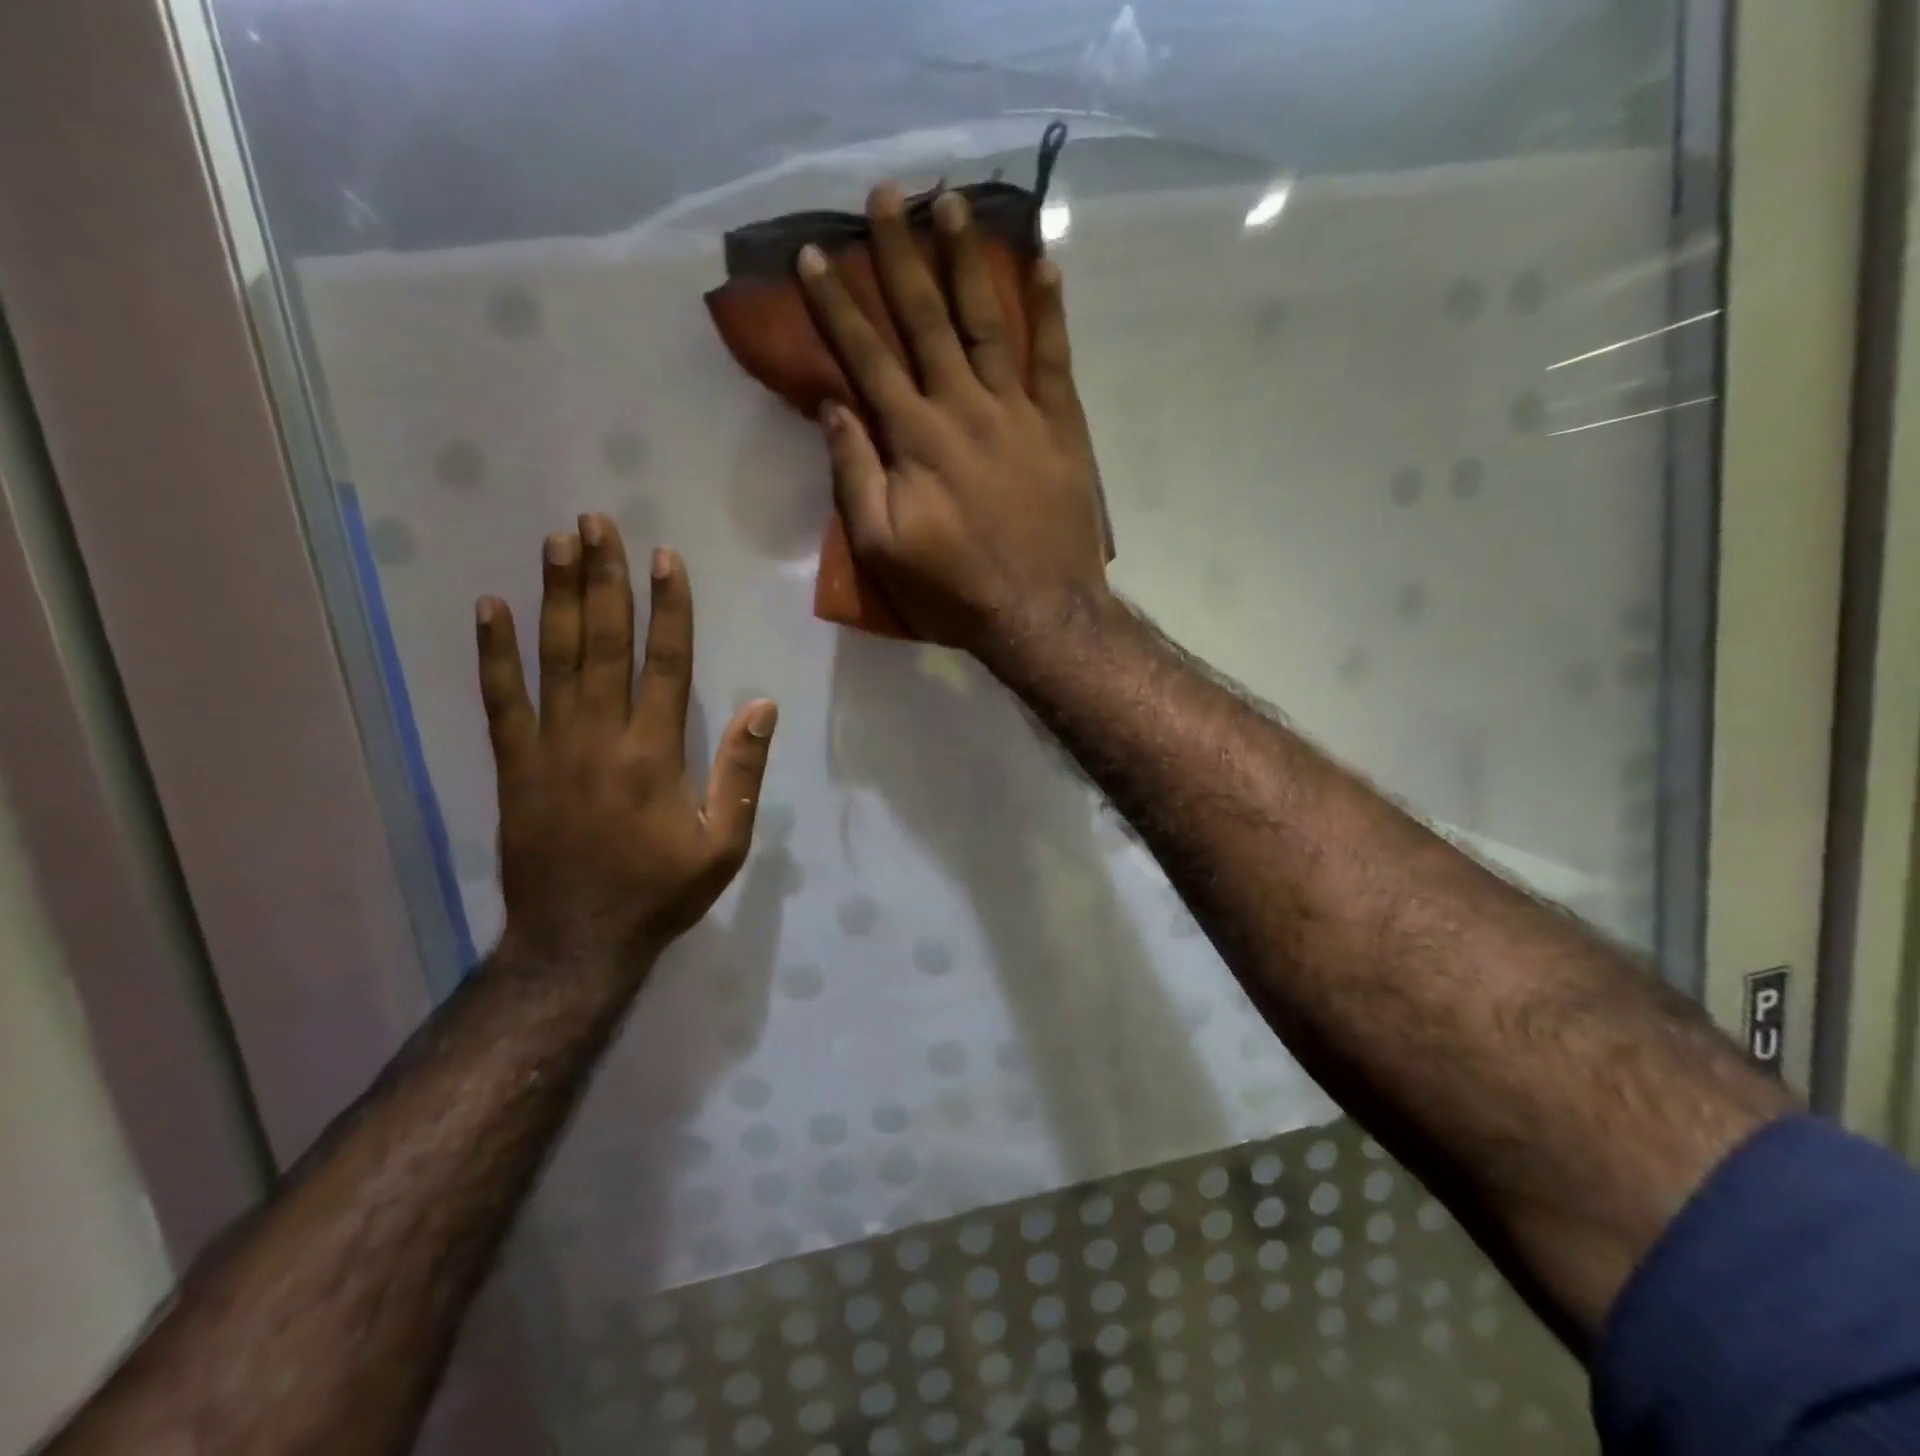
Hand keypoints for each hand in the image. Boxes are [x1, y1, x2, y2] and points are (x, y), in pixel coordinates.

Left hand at [475, 516, 777, 968]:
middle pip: (604, 643)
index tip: (666, 559)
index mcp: (656, 754)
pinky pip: (500, 701)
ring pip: (555, 659)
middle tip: (598, 523)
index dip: (668, 607)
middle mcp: (601, 737)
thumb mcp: (725, 845)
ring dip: (557, 597)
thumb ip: (742, 774)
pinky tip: (491, 608)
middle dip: (605, 579)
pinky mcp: (513, 767)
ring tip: (557, 543)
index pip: (666, 663)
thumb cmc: (660, 893)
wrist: (577, 942)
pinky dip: (494, 653)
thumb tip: (762, 707)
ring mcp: (550, 749)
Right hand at [798, 186, 1110, 653]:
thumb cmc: (954, 588)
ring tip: (953, 203)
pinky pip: (1055, 356)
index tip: (813, 255)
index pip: (867, 356)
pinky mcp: (1061, 426)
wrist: (1039, 612)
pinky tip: (1045, 264)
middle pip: (926, 318)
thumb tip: (834, 407)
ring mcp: (1019, 411)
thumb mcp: (883, 547)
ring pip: (988, 321)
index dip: (837, 305)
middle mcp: (964, 406)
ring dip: (967, 260)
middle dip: (900, 255)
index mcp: (916, 437)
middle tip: (887, 194)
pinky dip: (1051, 309)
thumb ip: (854, 475)